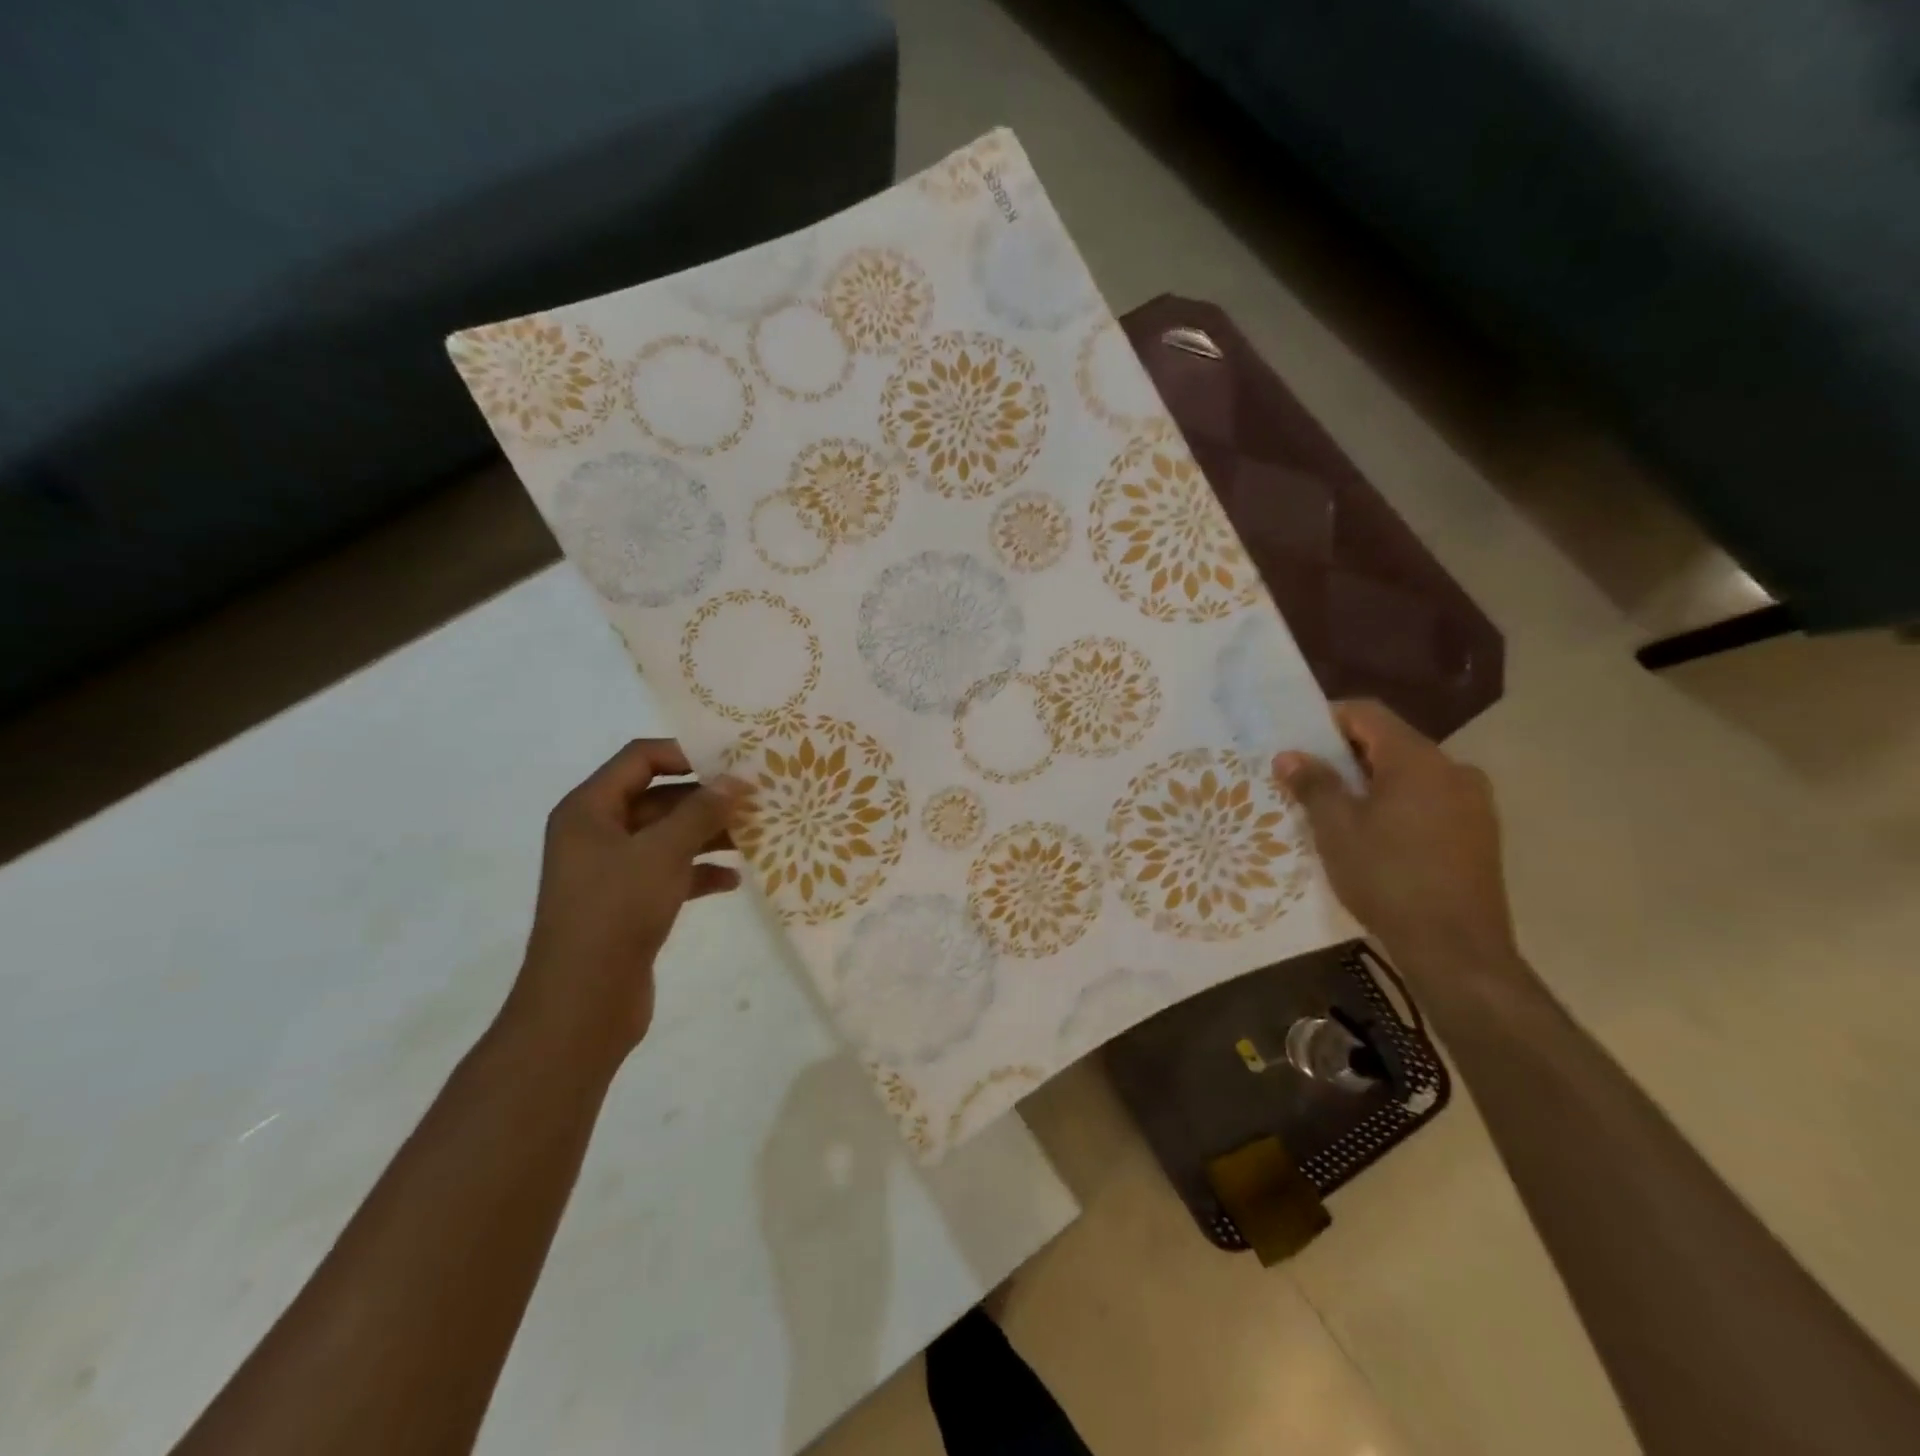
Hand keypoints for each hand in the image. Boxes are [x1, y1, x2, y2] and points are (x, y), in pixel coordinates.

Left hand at [510, 739, 746, 1061]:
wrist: (582, 1002)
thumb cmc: (616, 910)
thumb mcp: (664, 851)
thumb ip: (702, 811)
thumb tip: (735, 781)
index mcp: (589, 809)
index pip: (640, 758)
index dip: (686, 753)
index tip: (733, 762)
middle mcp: (597, 833)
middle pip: (659, 798)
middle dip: (706, 798)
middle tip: (757, 799)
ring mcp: (612, 871)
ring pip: (668, 838)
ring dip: (709, 835)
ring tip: (756, 836)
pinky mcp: (628, 904)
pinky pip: (669, 874)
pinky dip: (699, 873)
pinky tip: (734, 881)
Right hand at [1274, 701, 1516, 971]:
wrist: (1457, 949)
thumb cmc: (1388, 878)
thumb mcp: (1336, 829)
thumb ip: (1313, 784)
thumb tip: (1290, 755)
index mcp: (1418, 759)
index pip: (1369, 714)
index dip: (1329, 718)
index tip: (1298, 740)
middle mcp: (1453, 769)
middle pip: (1391, 742)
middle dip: (1347, 755)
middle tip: (1309, 778)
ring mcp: (1473, 802)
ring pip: (1412, 774)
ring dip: (1373, 781)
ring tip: (1339, 810)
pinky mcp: (1480, 833)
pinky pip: (1430, 800)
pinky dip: (1399, 804)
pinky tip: (1376, 836)